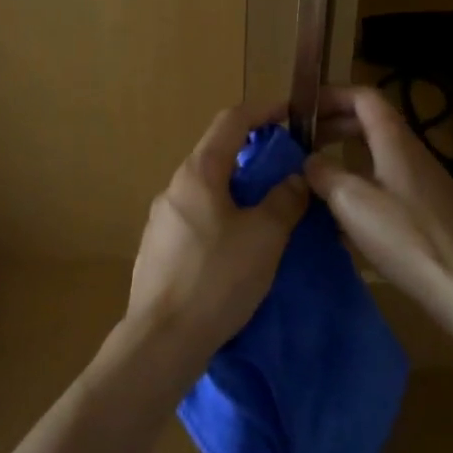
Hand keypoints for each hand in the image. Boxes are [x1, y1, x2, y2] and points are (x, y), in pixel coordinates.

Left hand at [126, 101, 310, 365]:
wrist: (162, 340)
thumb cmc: (217, 278)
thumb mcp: (265, 237)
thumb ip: (285, 201)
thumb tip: (295, 179)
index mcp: (198, 173)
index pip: (231, 121)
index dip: (263, 112)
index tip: (289, 115)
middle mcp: (174, 188)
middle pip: (217, 155)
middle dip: (253, 157)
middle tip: (287, 172)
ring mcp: (161, 220)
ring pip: (206, 191)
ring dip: (238, 191)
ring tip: (267, 213)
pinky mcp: (157, 250)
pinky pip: (196, 219)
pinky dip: (221, 218)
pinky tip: (237, 249)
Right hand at [305, 86, 452, 326]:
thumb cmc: (404, 235)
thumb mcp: (352, 201)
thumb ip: (324, 174)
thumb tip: (309, 161)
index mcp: (394, 139)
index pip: (362, 96)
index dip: (330, 96)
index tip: (302, 111)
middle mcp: (410, 152)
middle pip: (369, 122)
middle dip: (332, 127)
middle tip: (302, 144)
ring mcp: (422, 181)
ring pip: (377, 154)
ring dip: (344, 157)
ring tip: (315, 177)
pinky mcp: (427, 209)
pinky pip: (386, 182)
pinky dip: (360, 185)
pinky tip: (343, 216)